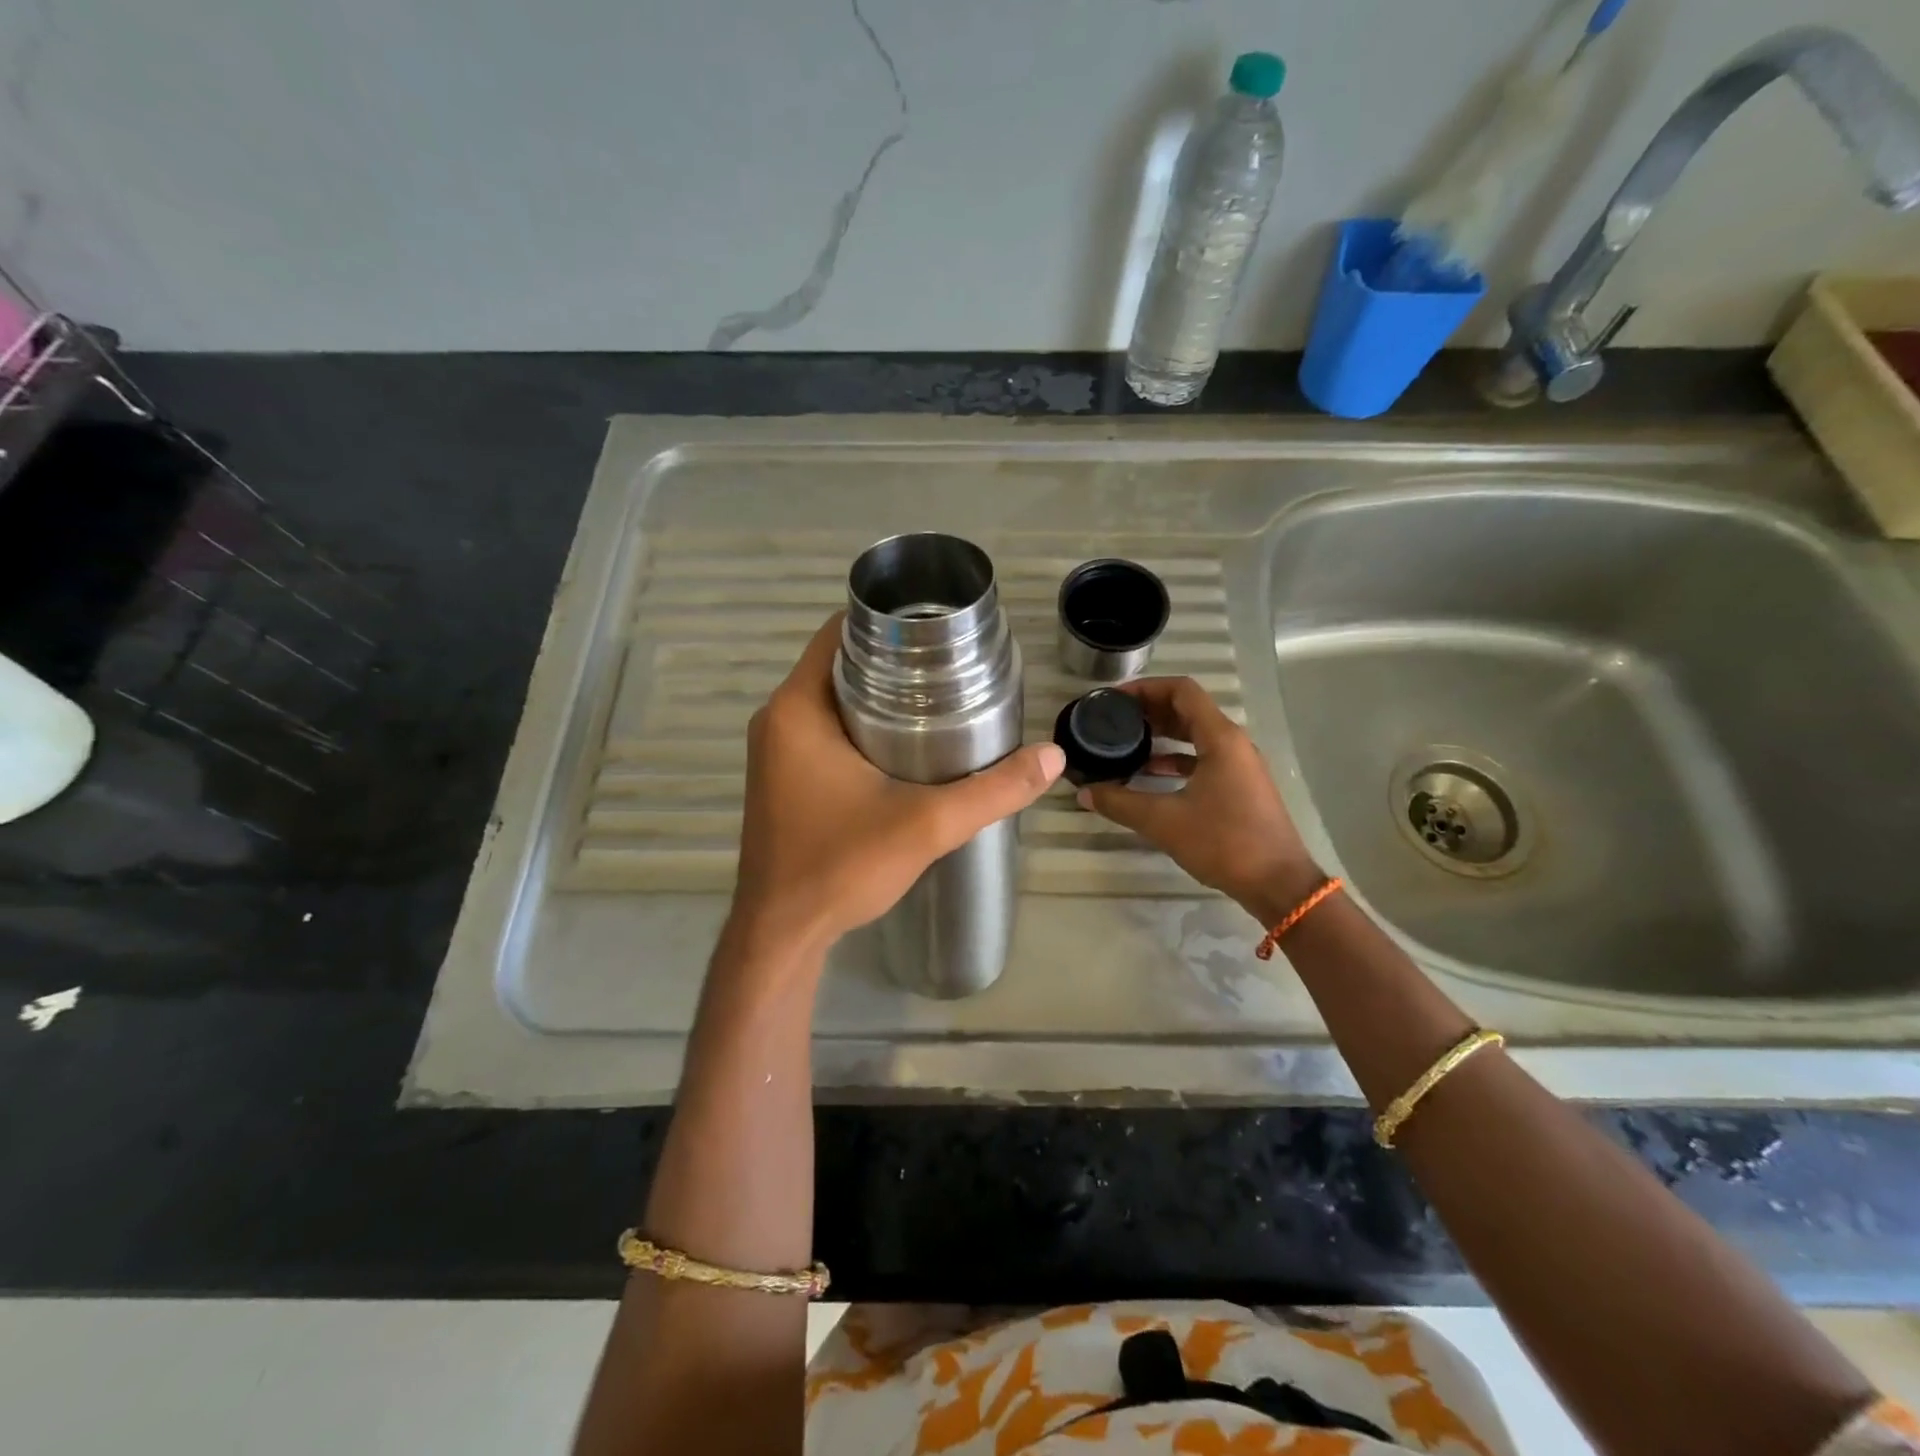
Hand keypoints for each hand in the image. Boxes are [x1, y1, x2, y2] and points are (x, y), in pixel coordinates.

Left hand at [731, 613, 1064, 955]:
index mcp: (796, 709)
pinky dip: (860, 724)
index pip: (839, 632)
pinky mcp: (781, 778)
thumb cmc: (839, 868)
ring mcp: (775, 750)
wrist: (782, 935)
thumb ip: (992, 791)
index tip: (938, 628)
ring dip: (878, 694)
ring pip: (832, 698)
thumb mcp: (925, 825)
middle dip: (894, 660)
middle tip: (952, 666)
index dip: (889, 622)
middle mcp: (778, 719)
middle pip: (839, 663)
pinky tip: (905, 745)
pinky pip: (824, 729)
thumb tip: (1052, 757)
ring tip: (940, 699)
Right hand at [1078, 677, 1319, 923]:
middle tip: (1113, 718)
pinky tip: (1149, 773)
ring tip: (1125, 741)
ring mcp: (1238, 765)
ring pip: (1195, 734)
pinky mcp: (1239, 786)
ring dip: (1162, 733)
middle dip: (1149, 709)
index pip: (1182, 691)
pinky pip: (1203, 758)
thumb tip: (1084, 793)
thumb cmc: (1224, 843)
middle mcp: (1232, 743)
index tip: (1114, 699)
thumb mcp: (1164, 821)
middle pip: (1188, 709)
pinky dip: (1175, 758)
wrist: (1278, 884)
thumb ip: (1120, 803)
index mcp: (1220, 738)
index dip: (1146, 688)